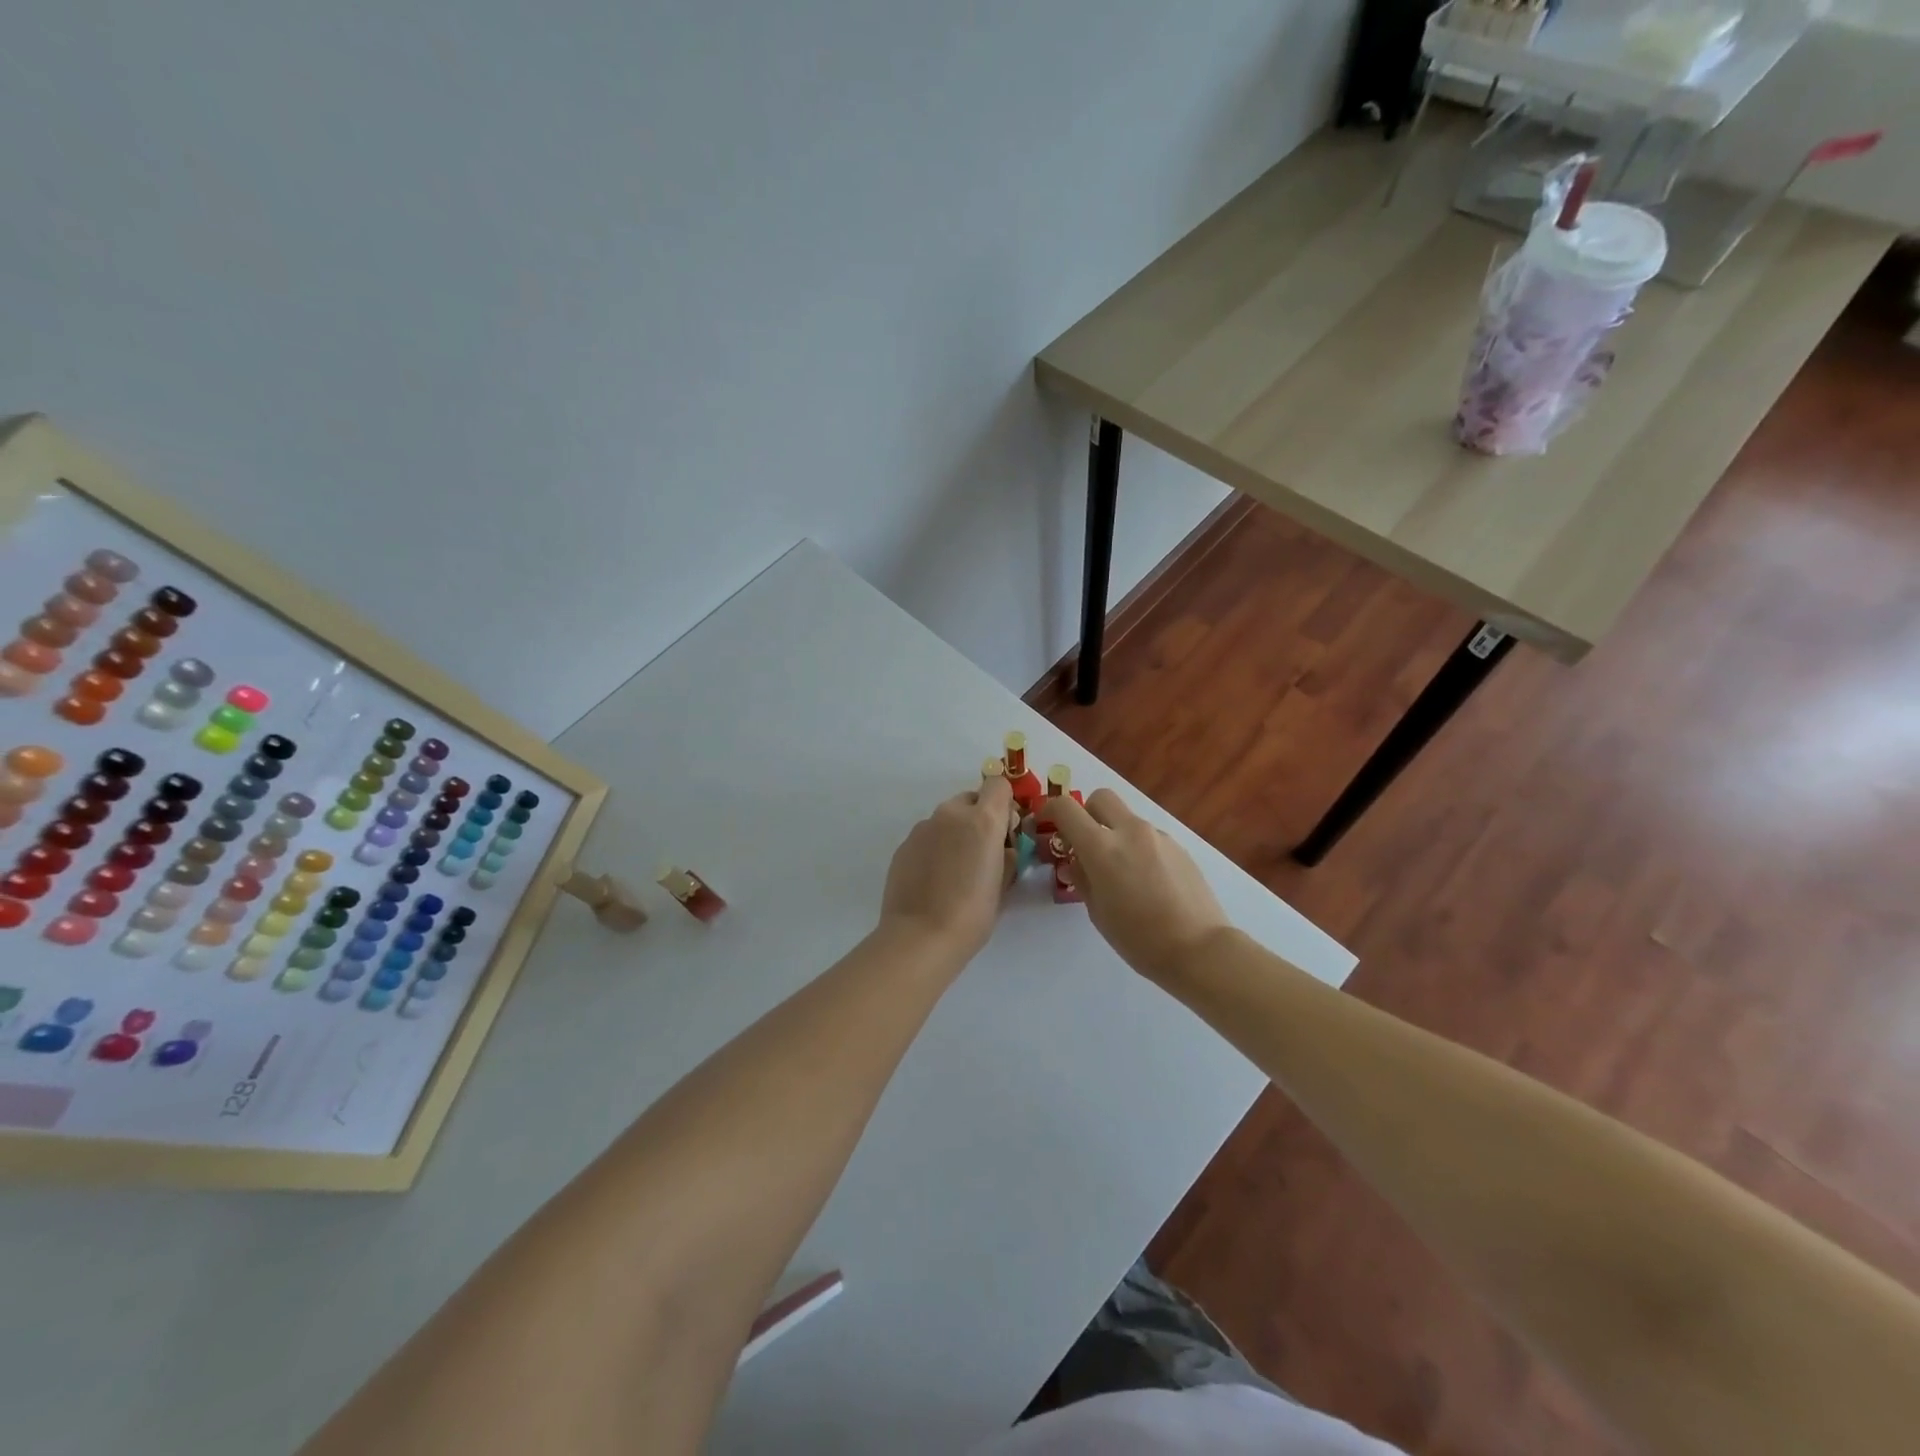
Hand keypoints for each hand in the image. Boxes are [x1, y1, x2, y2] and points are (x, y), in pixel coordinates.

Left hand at [879, 776, 1013, 963]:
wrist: (920, 936)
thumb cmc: (972, 914)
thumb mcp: (1003, 886)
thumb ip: (1007, 857)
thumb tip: (1004, 850)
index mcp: (982, 820)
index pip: (998, 785)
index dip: (1004, 804)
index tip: (1006, 832)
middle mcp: (951, 815)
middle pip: (971, 800)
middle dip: (979, 818)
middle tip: (982, 854)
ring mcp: (923, 828)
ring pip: (947, 819)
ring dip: (955, 834)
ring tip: (955, 872)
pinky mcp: (903, 845)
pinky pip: (927, 837)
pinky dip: (935, 849)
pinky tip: (934, 881)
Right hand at [1050, 789, 1231, 983]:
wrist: (1199, 949)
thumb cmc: (1139, 938)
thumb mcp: (1098, 912)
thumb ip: (1083, 879)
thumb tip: (1076, 862)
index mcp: (1102, 848)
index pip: (1066, 808)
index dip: (1050, 810)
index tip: (1045, 824)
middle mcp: (1130, 831)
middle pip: (1100, 798)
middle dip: (1086, 813)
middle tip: (1085, 843)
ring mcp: (1158, 836)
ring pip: (1126, 819)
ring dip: (1114, 833)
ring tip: (1120, 873)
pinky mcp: (1179, 847)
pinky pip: (1148, 836)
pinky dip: (1137, 848)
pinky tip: (1146, 882)